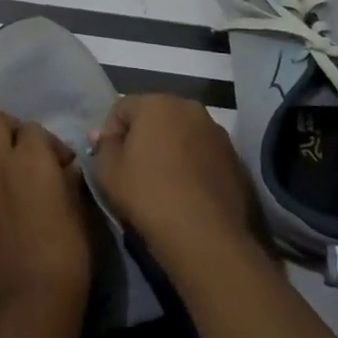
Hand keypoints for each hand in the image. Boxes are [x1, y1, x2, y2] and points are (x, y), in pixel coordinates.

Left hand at [0, 111, 91, 319]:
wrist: (31, 300)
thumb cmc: (66, 253)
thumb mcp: (77, 208)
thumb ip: (68, 178)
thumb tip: (64, 167)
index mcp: (32, 156)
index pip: (34, 129)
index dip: (48, 144)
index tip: (60, 165)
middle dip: (5, 129)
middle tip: (19, 152)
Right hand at [91, 94, 258, 269]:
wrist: (205, 235)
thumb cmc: (148, 195)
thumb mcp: (108, 172)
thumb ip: (103, 147)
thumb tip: (104, 136)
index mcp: (157, 102)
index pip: (122, 108)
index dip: (110, 133)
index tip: (109, 161)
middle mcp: (190, 107)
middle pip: (155, 116)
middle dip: (142, 137)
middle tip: (133, 170)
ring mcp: (217, 132)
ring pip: (182, 134)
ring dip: (170, 149)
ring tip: (163, 182)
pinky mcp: (235, 157)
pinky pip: (203, 154)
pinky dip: (192, 165)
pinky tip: (187, 192)